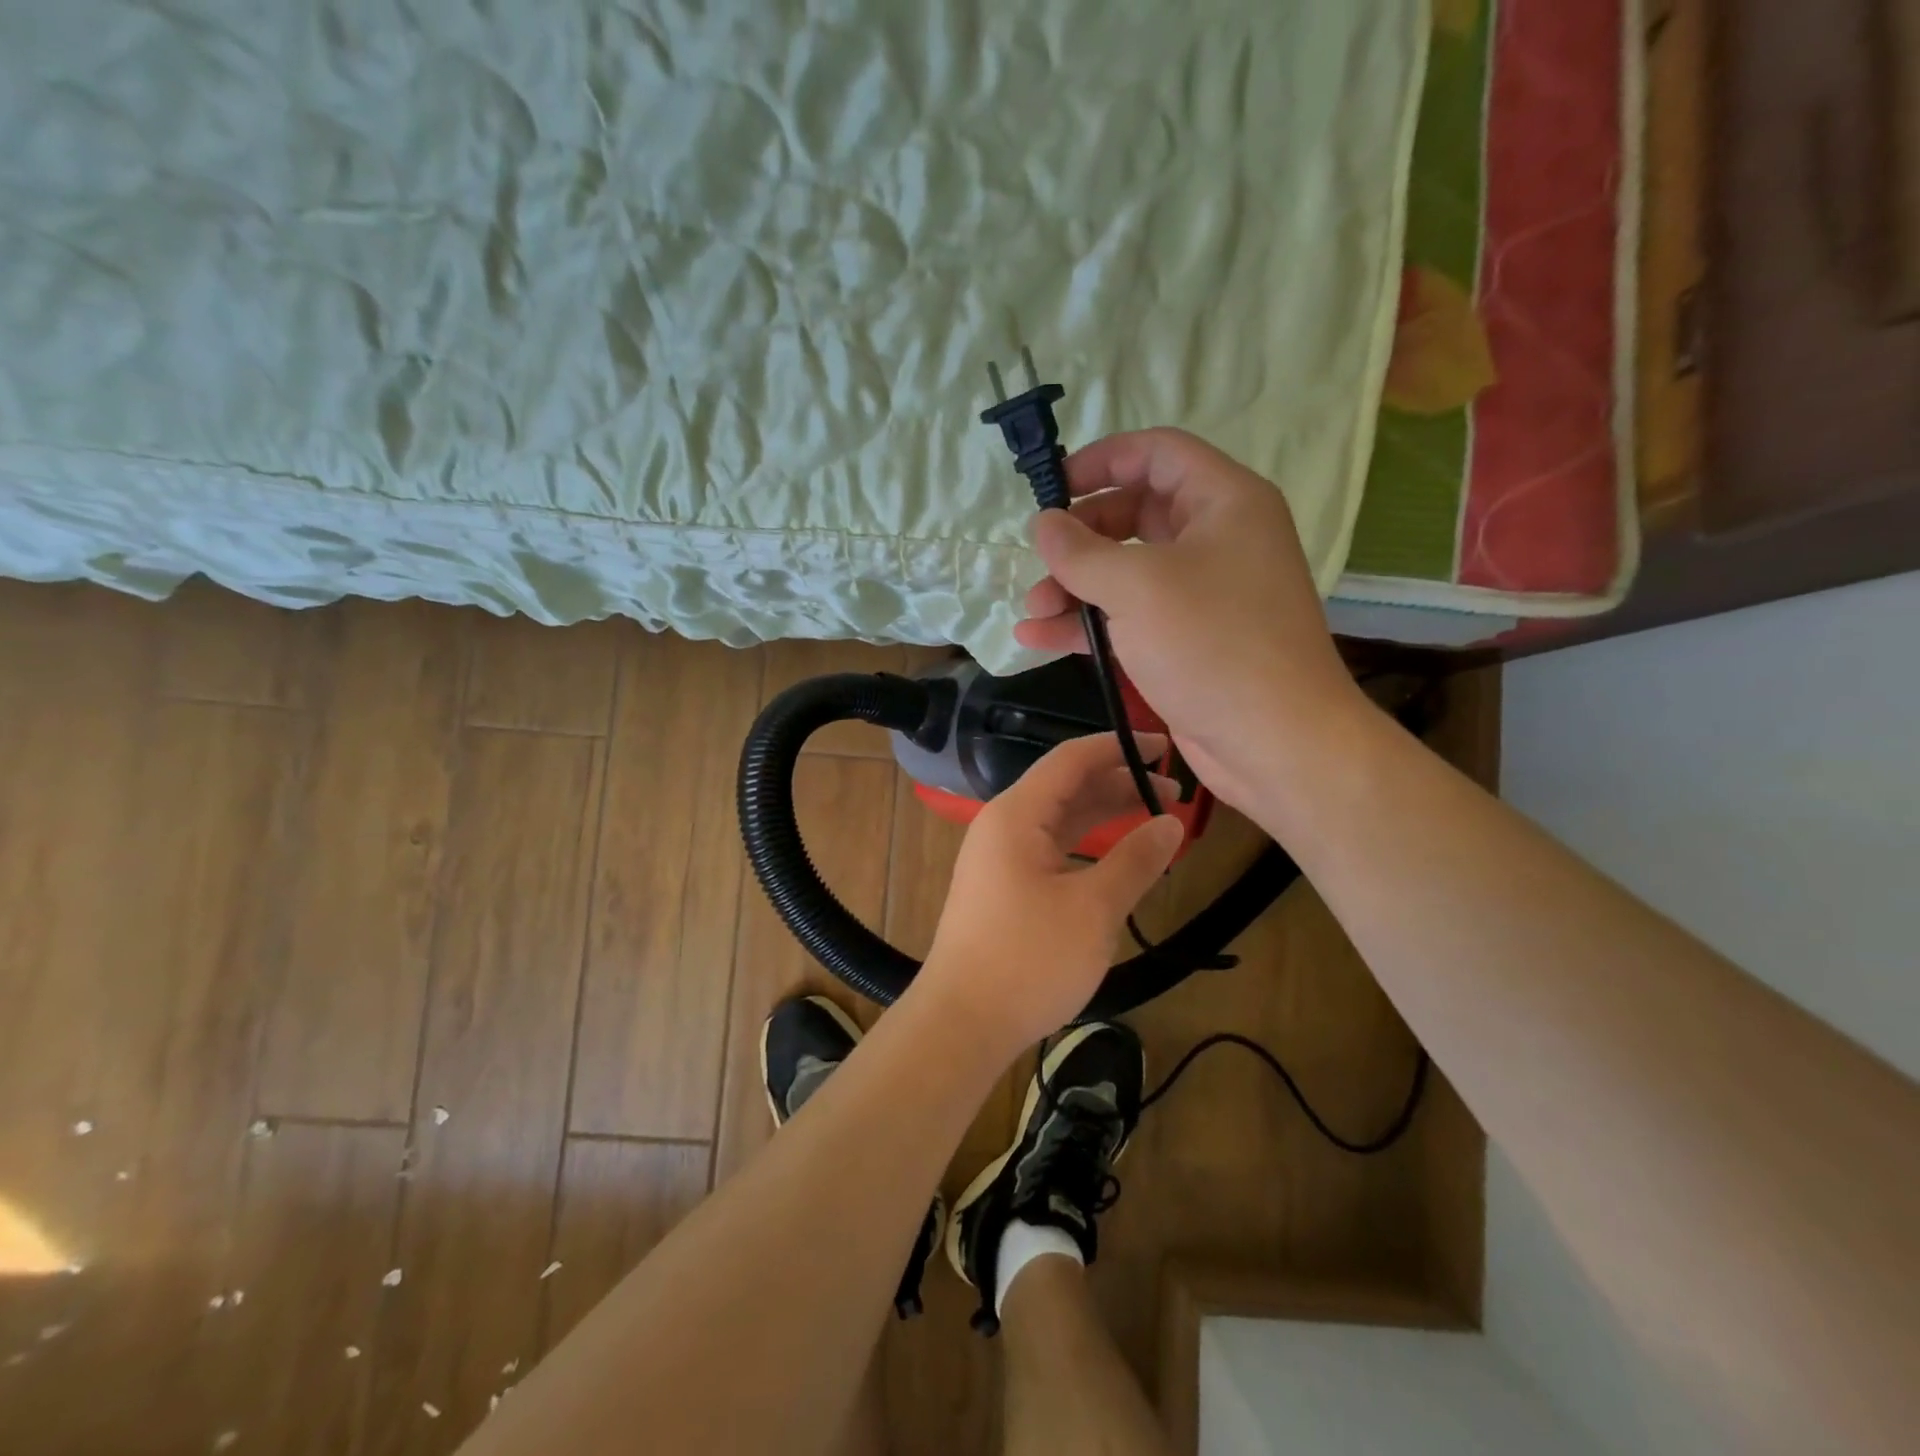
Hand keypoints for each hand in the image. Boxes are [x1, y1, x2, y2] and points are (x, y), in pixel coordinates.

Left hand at [913, 733, 1186, 1058]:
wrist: (963, 1022)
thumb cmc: (1028, 960)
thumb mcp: (1093, 909)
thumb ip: (1135, 860)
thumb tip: (1172, 823)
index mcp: (1017, 814)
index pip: (1071, 759)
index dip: (1119, 747)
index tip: (1166, 748)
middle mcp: (1004, 825)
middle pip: (1067, 786)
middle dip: (1120, 783)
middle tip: (1177, 794)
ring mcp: (1001, 857)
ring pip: (1060, 819)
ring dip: (1106, 815)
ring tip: (1158, 820)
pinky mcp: (1004, 886)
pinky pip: (1052, 848)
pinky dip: (1088, 845)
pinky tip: (1120, 858)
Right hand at [1014, 428, 1372, 815]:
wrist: (1275, 743)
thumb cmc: (1212, 645)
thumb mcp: (1137, 587)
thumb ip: (1081, 552)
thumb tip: (1043, 524)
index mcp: (1224, 502)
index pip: (1157, 453)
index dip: (1101, 460)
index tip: (1051, 488)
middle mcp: (1217, 539)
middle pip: (1135, 514)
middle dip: (1080, 539)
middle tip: (1039, 561)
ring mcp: (1203, 594)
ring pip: (1127, 572)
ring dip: (1075, 588)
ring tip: (1031, 612)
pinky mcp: (1188, 641)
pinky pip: (1130, 617)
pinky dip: (1088, 625)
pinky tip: (1039, 639)